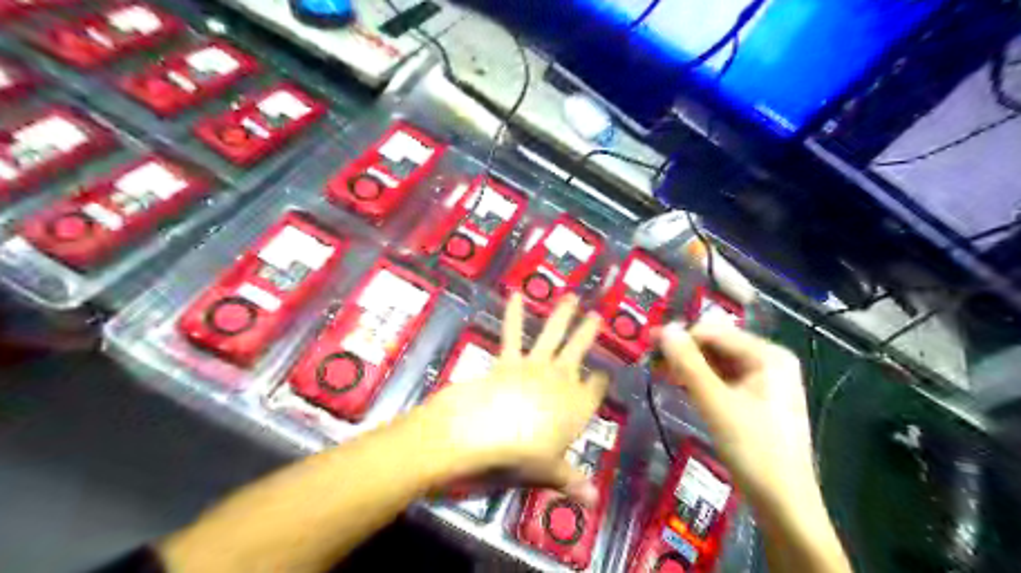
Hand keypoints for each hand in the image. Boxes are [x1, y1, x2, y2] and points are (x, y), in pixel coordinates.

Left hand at [420, 292, 608, 503]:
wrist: (485, 431)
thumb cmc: (523, 455)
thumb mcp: (551, 472)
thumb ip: (573, 481)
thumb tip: (594, 502)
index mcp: (577, 406)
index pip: (595, 389)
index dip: (599, 381)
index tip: (604, 375)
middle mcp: (561, 379)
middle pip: (579, 352)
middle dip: (588, 334)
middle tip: (597, 317)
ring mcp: (535, 365)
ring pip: (554, 335)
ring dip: (563, 315)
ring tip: (570, 297)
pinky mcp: (509, 359)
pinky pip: (513, 333)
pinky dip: (514, 314)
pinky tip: (516, 295)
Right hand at [658, 321, 818, 506]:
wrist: (785, 504)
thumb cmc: (753, 449)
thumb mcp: (715, 403)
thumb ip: (688, 363)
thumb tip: (663, 329)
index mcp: (768, 355)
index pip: (714, 332)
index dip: (680, 336)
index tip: (648, 345)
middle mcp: (770, 361)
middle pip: (717, 345)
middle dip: (684, 352)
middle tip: (651, 362)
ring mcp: (766, 381)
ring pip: (718, 363)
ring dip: (689, 366)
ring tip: (660, 373)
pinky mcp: (758, 399)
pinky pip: (724, 380)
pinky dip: (702, 381)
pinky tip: (682, 386)